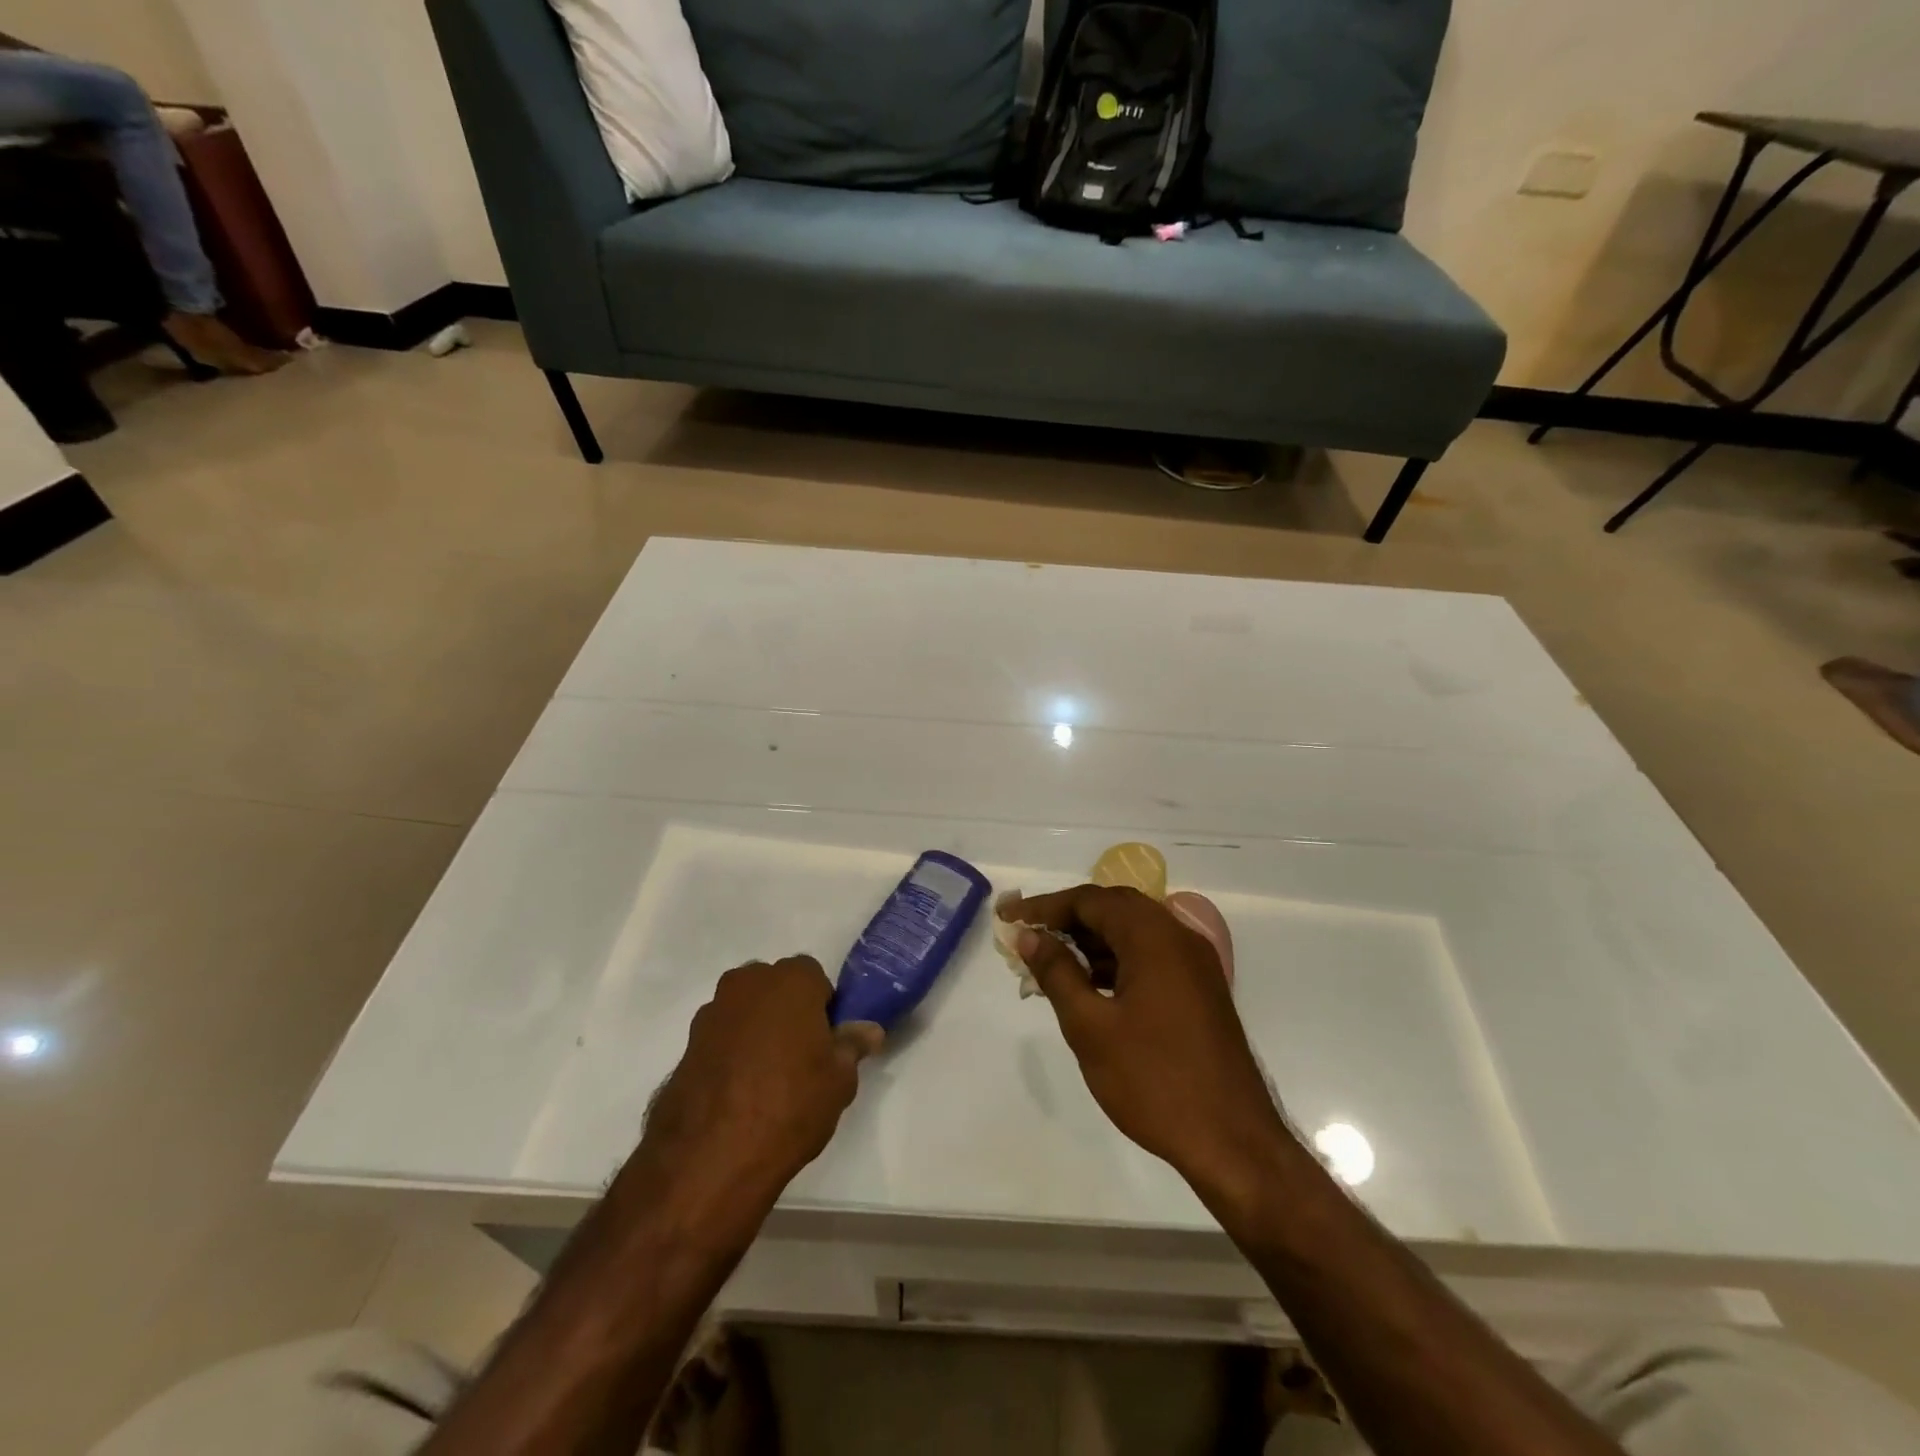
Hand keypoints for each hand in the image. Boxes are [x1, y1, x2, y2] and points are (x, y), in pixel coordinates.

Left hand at [639, 957, 878, 1229]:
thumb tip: (869, 1030)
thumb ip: (852, 1046)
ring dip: (757, 1031)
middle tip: (801, 1057)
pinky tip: (738, 1093)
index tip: (827, 1041)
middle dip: (788, 1012)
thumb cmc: (791, 1104)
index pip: (815, 977)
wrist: (712, 1156)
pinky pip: (721, 1038)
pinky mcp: (686, 1044)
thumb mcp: (840, 1080)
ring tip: (767, 1079)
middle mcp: (748, 983)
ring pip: (746, 1011)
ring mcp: (712, 1012)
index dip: (823, 1007)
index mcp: (791, 980)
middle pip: (776, 988)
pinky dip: (730, 1053)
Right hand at [1002, 886, 1291, 1208]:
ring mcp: (1194, 963)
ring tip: (1050, 963)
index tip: (1007, 917)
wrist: (1233, 1142)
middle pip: (1113, 908)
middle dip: (1067, 919)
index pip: (1089, 900)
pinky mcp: (1200, 989)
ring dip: (1091, 941)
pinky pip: (1150, 956)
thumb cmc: (1154, 1081)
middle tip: (1027, 936)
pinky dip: (1115, 960)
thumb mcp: (1090, 1027)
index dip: (1044, 906)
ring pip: (1132, 932)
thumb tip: (1030, 936)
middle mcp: (1178, 937)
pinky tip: (1090, 986)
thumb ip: (1057, 973)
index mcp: (1153, 936)